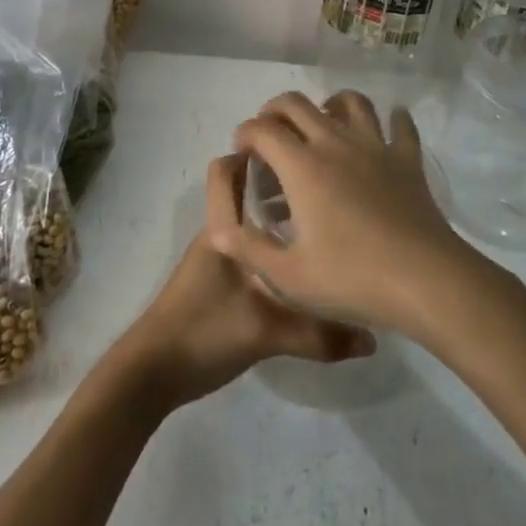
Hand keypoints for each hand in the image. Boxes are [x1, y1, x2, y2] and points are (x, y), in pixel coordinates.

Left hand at [109, 154, 374, 410]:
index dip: (259, 152)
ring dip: (278, 215)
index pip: (231, 169)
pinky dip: (273, 245)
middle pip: (246, 191)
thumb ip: (321, 335)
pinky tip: (303, 264)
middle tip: (325, 185)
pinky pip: (251, 248)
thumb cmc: (204, 333)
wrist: (153, 374)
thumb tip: (373, 336)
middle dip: (279, 182)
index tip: (302, 153)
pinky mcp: (219, 282)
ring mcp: (218, 259)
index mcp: (224, 229)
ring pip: (250, 221)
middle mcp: (220, 235)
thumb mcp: (267, 334)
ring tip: (323, 221)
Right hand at [207, 90, 481, 335]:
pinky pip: (400, 125)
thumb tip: (219, 228)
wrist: (425, 281)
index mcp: (302, 166)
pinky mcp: (407, 159)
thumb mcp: (288, 276)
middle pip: (297, 103)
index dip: (245, 134)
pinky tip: (387, 128)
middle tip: (270, 135)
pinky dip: (391, 119)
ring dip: (329, 104)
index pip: (262, 129)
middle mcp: (334, 143)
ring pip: (350, 101)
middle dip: (274, 110)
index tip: (242, 152)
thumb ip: (248, 248)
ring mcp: (375, 146)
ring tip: (322, 124)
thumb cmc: (351, 278)